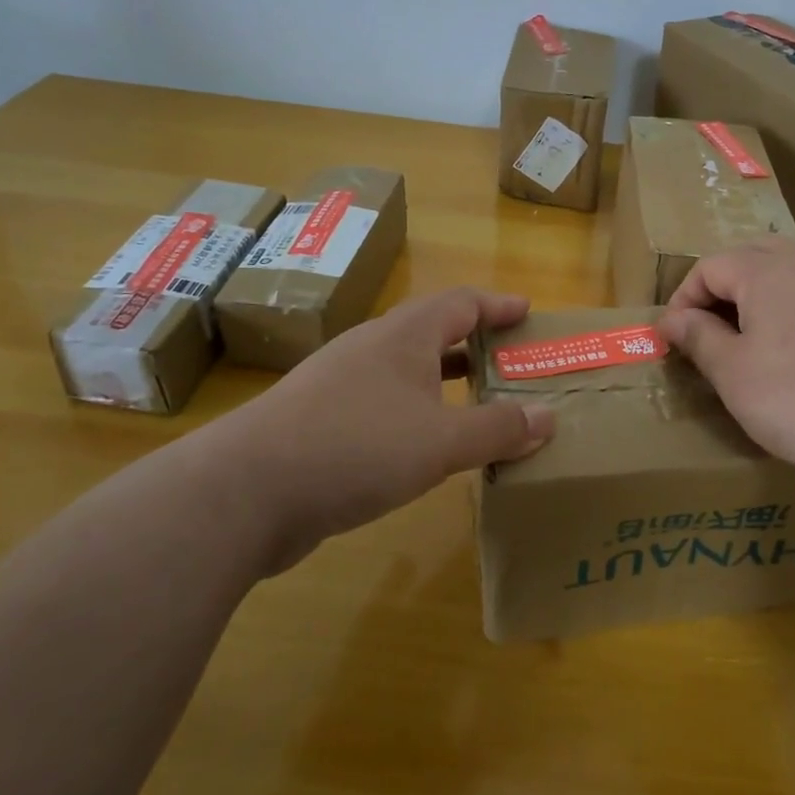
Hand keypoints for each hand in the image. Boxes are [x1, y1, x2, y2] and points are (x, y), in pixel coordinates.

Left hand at [196, 288, 555, 572]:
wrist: (245, 491)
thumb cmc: (356, 447)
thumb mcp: (441, 441)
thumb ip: (498, 428)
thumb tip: (549, 416)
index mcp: (403, 336)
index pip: (461, 303)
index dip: (497, 304)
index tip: (527, 311)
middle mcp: (371, 349)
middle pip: (432, 331)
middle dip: (475, 342)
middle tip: (512, 359)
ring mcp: (340, 384)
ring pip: (406, 370)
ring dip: (445, 380)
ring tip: (479, 401)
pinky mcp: (320, 421)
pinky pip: (384, 403)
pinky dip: (417, 412)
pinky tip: (425, 444)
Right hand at [658, 238, 794, 498]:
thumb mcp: (732, 372)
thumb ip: (698, 336)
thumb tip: (672, 319)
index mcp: (766, 270)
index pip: (710, 266)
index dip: (683, 297)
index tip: (673, 336)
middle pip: (750, 255)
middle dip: (720, 286)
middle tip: (705, 327)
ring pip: (786, 270)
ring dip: (755, 293)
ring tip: (743, 337)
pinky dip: (789, 306)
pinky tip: (790, 349)